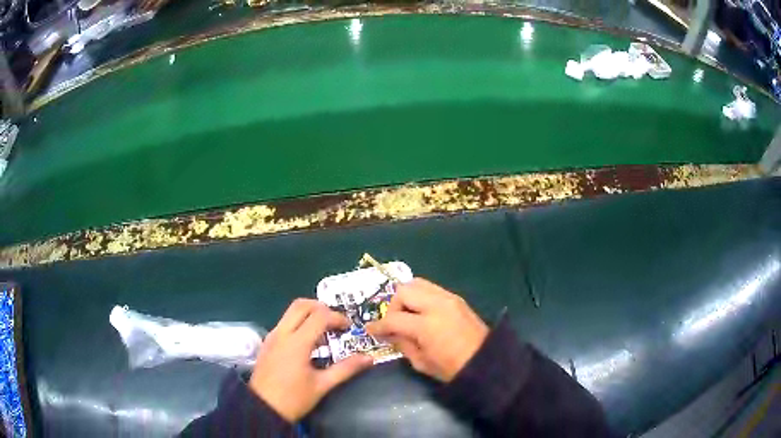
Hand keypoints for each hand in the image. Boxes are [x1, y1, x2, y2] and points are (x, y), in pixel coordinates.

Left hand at [249, 299, 372, 421]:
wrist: (263, 408)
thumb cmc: (294, 399)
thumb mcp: (322, 385)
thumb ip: (346, 369)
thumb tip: (368, 359)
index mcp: (297, 342)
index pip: (319, 316)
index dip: (337, 318)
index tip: (349, 328)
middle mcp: (282, 333)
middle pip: (301, 305)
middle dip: (321, 308)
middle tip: (336, 322)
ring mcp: (272, 336)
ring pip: (290, 312)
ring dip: (309, 314)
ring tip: (325, 332)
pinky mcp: (267, 343)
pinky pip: (284, 322)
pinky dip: (298, 322)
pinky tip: (308, 342)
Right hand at [367, 278, 488, 381]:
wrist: (485, 362)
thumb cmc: (451, 368)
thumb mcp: (421, 362)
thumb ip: (402, 343)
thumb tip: (390, 333)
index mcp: (427, 325)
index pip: (393, 318)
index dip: (379, 325)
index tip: (370, 329)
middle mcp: (437, 304)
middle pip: (404, 290)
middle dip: (393, 306)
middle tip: (394, 322)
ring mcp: (448, 298)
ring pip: (417, 283)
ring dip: (407, 297)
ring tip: (407, 315)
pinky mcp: (456, 298)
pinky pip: (431, 288)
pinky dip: (420, 296)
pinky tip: (421, 312)